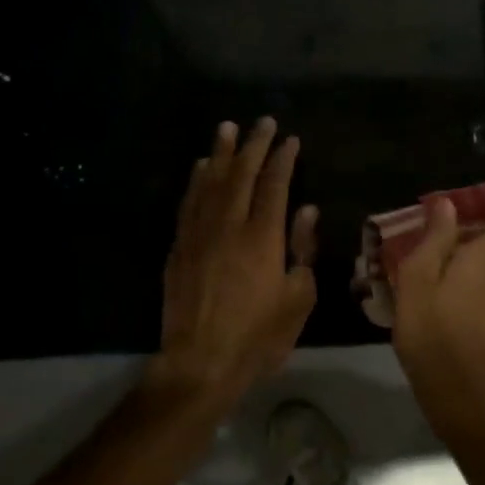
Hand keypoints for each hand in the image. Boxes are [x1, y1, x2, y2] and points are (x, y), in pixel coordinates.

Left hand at [155, 119, 317, 408]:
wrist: (201, 362)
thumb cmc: (259, 336)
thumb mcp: (298, 298)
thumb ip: (302, 249)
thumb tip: (305, 210)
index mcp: (263, 237)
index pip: (274, 185)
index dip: (282, 159)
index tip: (290, 139)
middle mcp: (229, 226)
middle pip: (240, 175)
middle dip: (253, 145)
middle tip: (261, 122)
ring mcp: (199, 235)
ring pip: (209, 182)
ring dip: (220, 153)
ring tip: (227, 128)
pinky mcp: (179, 248)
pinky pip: (188, 203)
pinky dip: (196, 180)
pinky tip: (200, 167)